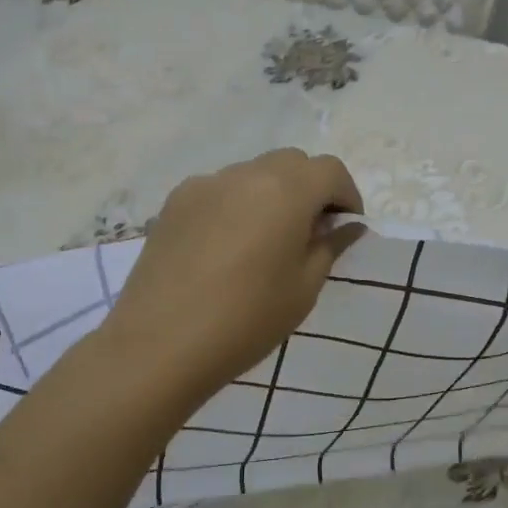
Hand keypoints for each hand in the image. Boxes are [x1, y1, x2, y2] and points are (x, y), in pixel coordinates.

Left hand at [99, 150, 365, 398]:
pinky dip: (235, 205)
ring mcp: (204, 184)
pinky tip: (226, 247)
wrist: (160, 344)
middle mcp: (244, 174)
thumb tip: (347, 225)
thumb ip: (329, 247)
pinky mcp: (174, 202)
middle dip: (310, 189)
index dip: (346, 195)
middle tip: (310, 232)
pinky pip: (218, 191)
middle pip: (291, 163)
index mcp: (285, 191)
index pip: (330, 170)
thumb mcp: (303, 288)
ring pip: (252, 174)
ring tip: (265, 241)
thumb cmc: (246, 320)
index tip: (345, 227)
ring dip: (271, 195)